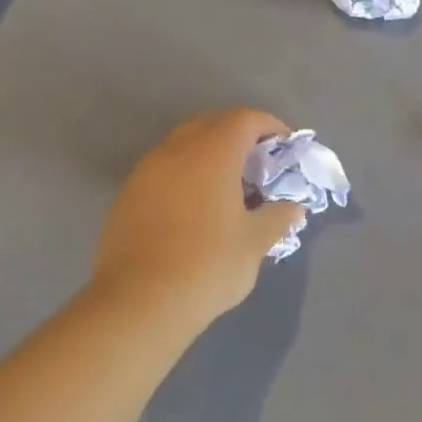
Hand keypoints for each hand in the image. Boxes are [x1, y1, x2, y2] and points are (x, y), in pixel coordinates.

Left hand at [90, 109, 306, 333]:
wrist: (139, 303)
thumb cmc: (207, 265)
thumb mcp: (255, 242)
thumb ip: (278, 217)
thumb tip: (293, 207)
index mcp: (211, 153)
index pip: (245, 118)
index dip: (270, 126)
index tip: (285, 147)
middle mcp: (175, 151)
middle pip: (212, 125)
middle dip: (239, 137)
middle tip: (258, 167)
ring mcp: (146, 172)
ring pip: (184, 147)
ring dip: (210, 156)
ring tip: (228, 189)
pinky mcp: (128, 196)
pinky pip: (164, 171)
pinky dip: (186, 176)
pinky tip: (196, 210)